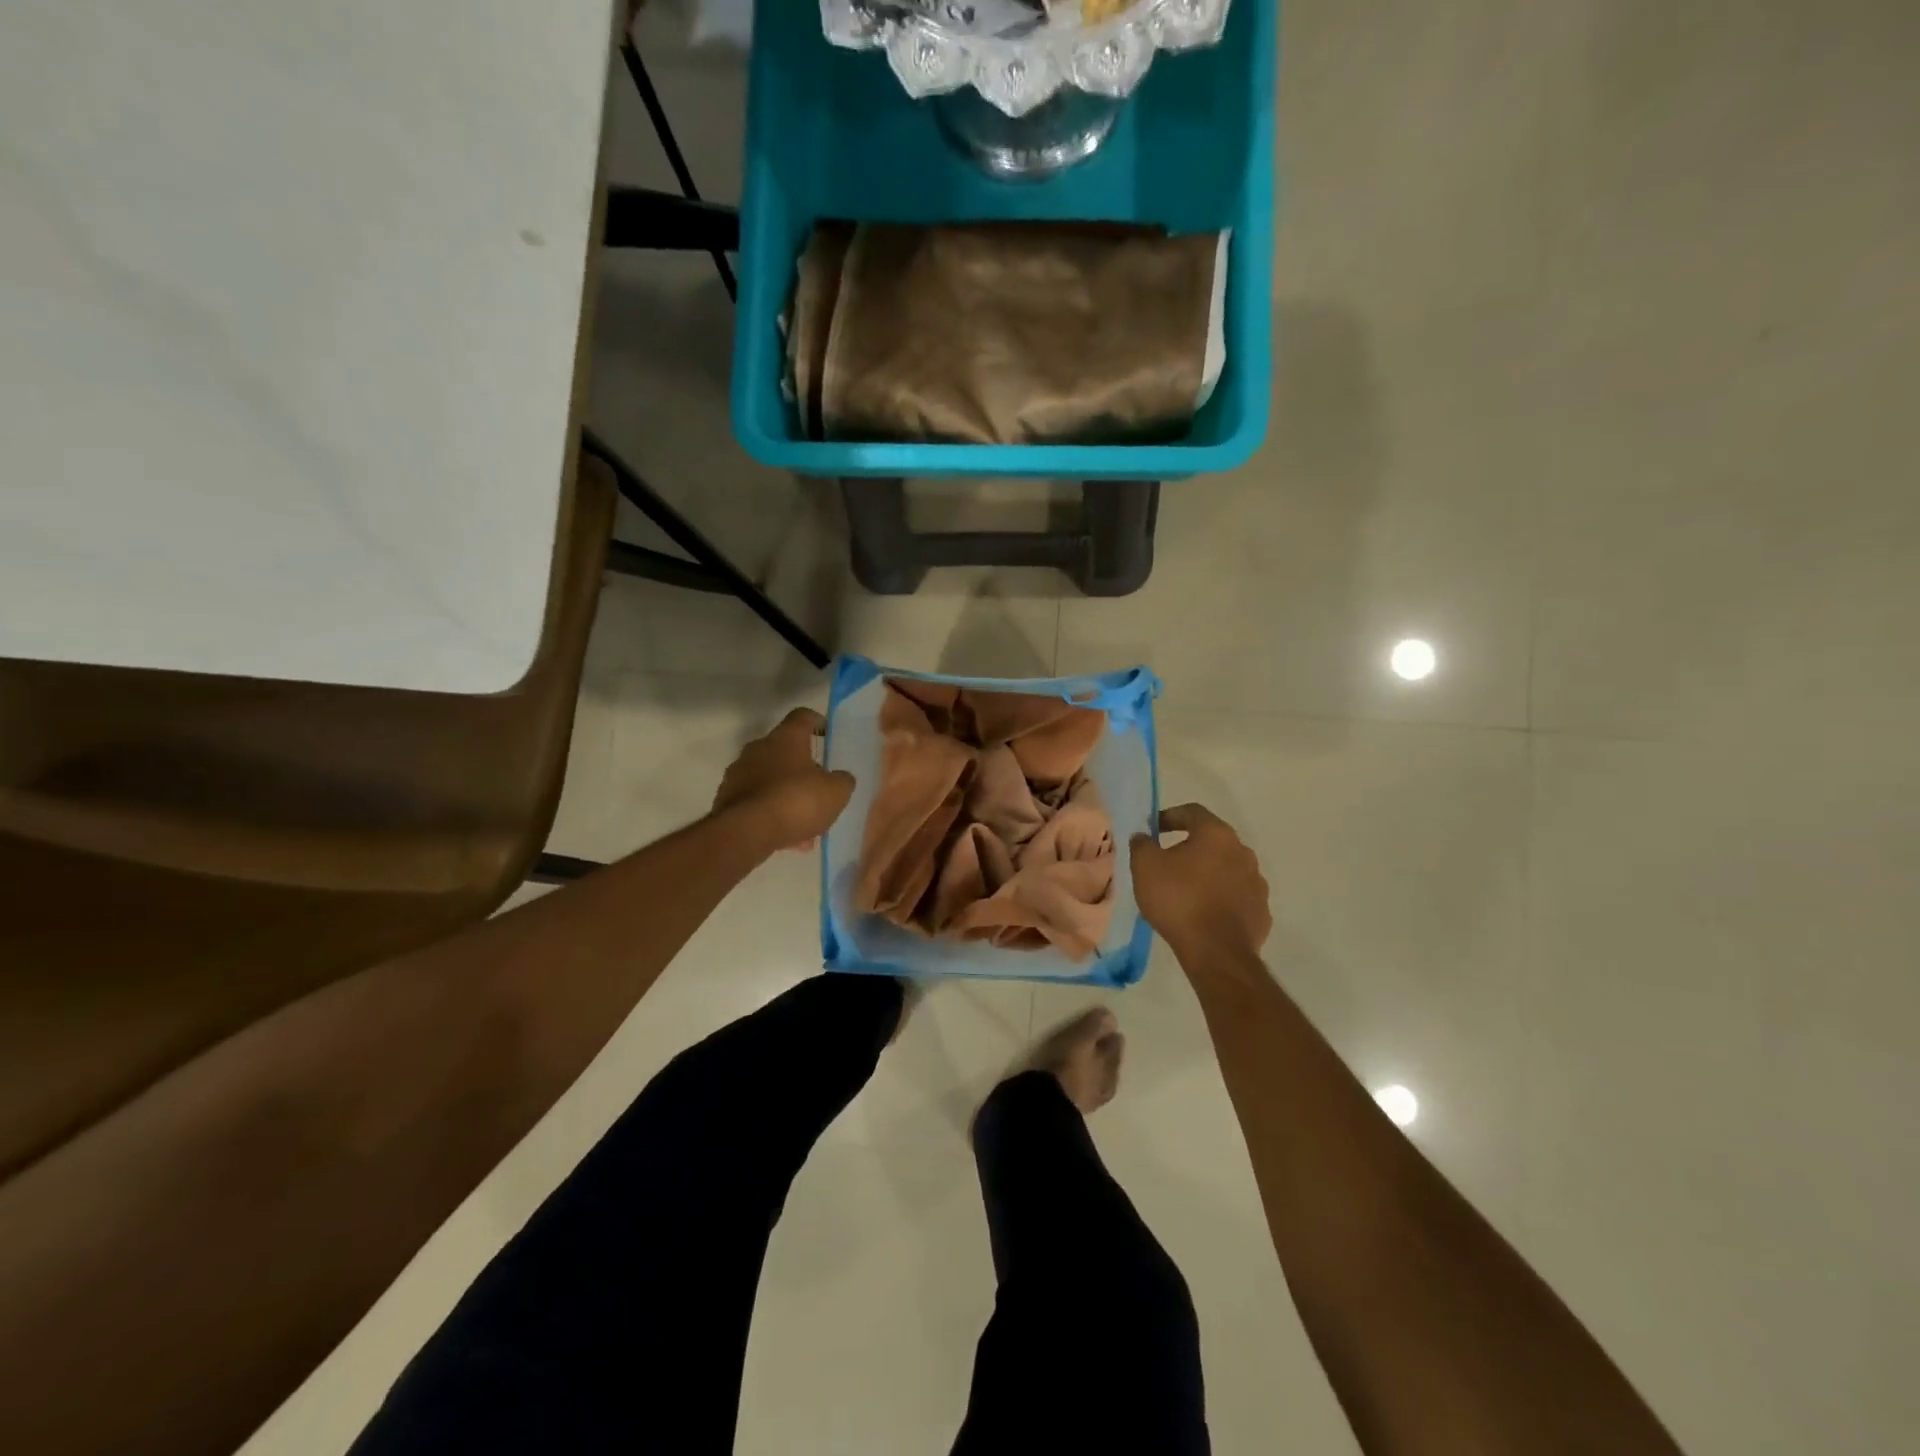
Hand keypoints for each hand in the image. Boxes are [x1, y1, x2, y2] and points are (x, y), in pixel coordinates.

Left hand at [711, 708, 854, 851]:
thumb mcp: (835, 792)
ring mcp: (738, 773)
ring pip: (769, 778)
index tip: (827, 734)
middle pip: (783, 749)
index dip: (817, 722)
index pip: (802, 716)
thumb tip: (840, 778)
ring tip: (804, 821)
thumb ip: (842, 781)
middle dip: (801, 766)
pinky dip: (771, 812)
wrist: (746, 832)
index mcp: (785, 738)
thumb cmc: (796, 801)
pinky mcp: (726, 799)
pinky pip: (756, 801)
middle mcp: (758, 748)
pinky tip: (786, 835)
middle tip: (818, 786)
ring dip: (786, 793)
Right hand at [1130, 803, 1271, 957]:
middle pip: (1213, 841)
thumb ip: (1142, 844)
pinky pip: (1237, 896)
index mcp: (1216, 835)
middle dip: (1190, 846)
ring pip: (1227, 869)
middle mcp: (1243, 852)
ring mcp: (1257, 882)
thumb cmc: (1178, 900)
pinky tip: (1204, 913)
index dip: (1169, 816)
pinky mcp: (1261, 911)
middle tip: (1167, 861)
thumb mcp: (1145, 867)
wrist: (1216, 952)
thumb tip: (1143, 837)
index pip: (1192, 812)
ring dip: (1207, 873)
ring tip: (1185, 890)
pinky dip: (1221, 898)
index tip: (1152, 830)